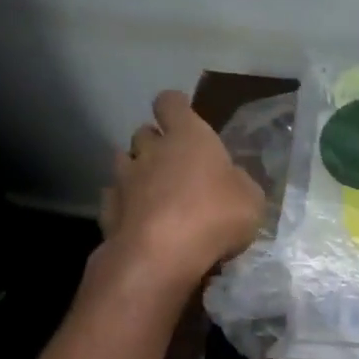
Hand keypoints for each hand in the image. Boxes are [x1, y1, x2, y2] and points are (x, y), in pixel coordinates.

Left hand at [97, 90, 264, 296]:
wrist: (160, 255)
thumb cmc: (214, 216)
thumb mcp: (251, 200)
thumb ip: (239, 183)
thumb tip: (231, 181)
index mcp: (188, 136)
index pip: (171, 103)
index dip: (175, 108)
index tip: (184, 119)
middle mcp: (151, 150)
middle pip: (144, 133)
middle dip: (155, 144)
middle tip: (173, 165)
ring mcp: (124, 179)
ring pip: (123, 162)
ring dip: (136, 172)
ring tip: (152, 194)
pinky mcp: (108, 210)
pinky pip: (114, 198)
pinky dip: (124, 206)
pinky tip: (137, 222)